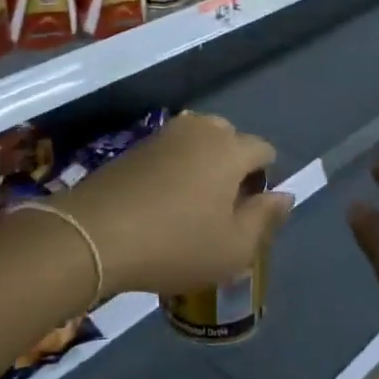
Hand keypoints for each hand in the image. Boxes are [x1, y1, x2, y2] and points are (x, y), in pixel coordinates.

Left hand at [54, 113, 292, 297]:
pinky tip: (162, 200)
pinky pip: (169, 151)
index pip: (263, 150)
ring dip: (202, 164)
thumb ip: (265, 219)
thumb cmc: (175, 244)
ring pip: (197, 142)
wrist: (95, 234)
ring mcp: (163, 134)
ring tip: (192, 204)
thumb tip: (284, 195)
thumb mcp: (233, 248)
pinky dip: (174, 168)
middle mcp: (199, 130)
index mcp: (230, 149)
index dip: (264, 179)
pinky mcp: (134, 146)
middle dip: (233, 165)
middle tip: (222, 207)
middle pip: (229, 138)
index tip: (250, 212)